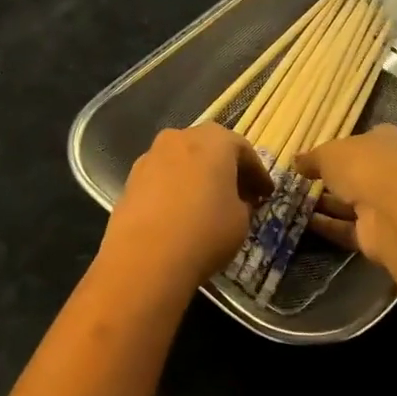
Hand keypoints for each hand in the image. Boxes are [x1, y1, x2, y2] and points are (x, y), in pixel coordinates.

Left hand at [102, 125, 274, 285]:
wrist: (145, 257)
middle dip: (226, 169)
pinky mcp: (130, 179)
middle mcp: (180, 138)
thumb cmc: (205, 232)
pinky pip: (162, 178)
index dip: (257, 174)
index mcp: (214, 140)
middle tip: (240, 194)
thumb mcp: (241, 221)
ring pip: (182, 161)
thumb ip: (243, 203)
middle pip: (209, 148)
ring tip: (208, 204)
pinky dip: (175, 189)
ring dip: (197, 177)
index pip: (243, 150)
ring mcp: (150, 156)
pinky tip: (180, 213)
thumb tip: (237, 201)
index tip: (266, 194)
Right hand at [294, 124, 396, 271]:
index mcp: (384, 141)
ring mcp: (384, 203)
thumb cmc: (363, 167)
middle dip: (328, 179)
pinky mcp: (376, 232)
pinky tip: (301, 222)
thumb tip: (296, 161)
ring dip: (324, 204)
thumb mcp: (328, 154)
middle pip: (354, 173)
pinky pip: (345, 227)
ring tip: (291, 202)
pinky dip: (326, 226)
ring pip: (349, 202)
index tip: (312, 157)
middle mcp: (388, 170)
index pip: (360, 140)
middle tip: (297, 181)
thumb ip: (311, 157)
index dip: (337, 147)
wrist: (393, 212)